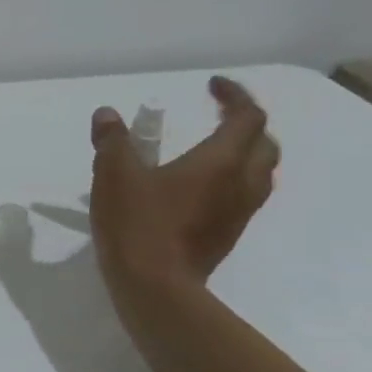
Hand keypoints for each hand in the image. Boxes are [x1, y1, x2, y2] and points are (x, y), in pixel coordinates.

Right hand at [88, 76, 279, 294]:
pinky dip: (232, 179)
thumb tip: (107, 115)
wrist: (155, 286)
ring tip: (213, 148)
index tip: (212, 86)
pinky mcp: (228, 235)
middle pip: (264, 144)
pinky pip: (244, 196)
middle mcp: (240, 184)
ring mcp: (238, 213)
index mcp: (220, 162)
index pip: (248, 118)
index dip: (235, 96)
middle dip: (245, 124)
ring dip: (244, 153)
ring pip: (260, 173)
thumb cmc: (137, 223)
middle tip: (216, 116)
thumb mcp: (114, 174)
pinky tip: (200, 186)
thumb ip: (113, 141)